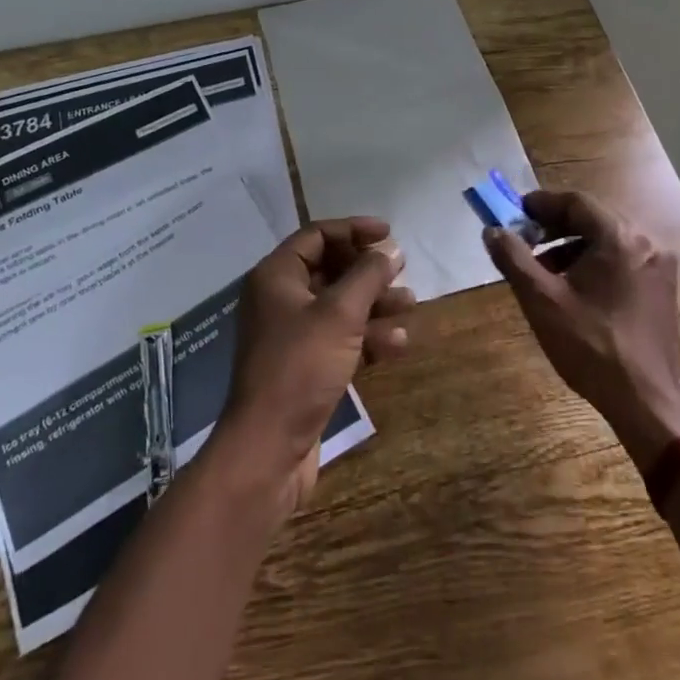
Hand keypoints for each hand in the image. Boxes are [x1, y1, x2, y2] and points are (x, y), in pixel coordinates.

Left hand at [214, 217, 415, 515]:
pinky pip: (339, 339)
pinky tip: (398, 344)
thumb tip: (391, 248)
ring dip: (374, 304)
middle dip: (368, 272)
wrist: (268, 449)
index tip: (389, 234)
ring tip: (410, 306)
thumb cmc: (301, 367)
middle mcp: (279, 299)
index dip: (354, 230)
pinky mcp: (304, 367)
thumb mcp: (340, 314)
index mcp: (276, 276)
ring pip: (339, 307)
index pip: (317, 236)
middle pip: (330, 270)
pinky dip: (366, 337)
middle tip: (402, 273)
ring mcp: (291, 335)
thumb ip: (368, 276)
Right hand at [483, 189, 679, 472]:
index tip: (515, 213)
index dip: (542, 204)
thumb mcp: (542, 300)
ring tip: (543, 269)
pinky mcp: (662, 290)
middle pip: (593, 218)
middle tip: (525, 239)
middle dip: (555, 226)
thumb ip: (513, 258)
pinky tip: (573, 288)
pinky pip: (622, 259)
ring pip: (607, 240)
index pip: (576, 202)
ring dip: (573, 246)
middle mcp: (646, 243)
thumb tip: (492, 231)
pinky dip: (594, 263)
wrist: (648, 404)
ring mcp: (658, 267)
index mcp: (620, 238)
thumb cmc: (592, 346)